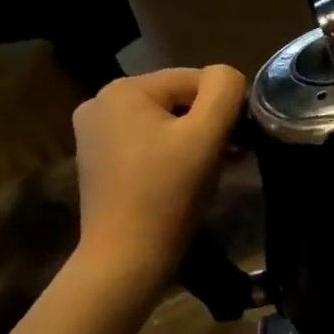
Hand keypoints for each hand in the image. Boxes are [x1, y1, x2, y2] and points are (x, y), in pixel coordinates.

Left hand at [70, 67, 245, 293]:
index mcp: (123, 89)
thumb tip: (229, 76)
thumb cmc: (169, 193)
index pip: (194, 79)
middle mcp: (99, 102)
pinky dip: (168, 154)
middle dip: (206, 124)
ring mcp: (92, 134)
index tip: (241, 142)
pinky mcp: (96, 161)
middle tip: (229, 158)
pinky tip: (179, 180)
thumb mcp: (206, 136)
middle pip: (176, 100)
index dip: (225, 107)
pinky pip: (144, 143)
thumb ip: (224, 93)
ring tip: (207, 171)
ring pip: (162, 123)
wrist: (127, 257)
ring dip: (191, 140)